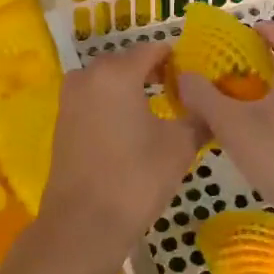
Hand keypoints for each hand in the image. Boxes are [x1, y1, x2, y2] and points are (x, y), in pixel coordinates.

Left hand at [38, 43, 204, 270]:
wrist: (83, 224)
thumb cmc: (136, 179)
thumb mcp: (179, 147)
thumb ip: (198, 116)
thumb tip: (210, 104)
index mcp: (117, 72)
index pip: (153, 49)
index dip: (177, 60)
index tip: (197, 79)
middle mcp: (88, 75)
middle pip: (128, 62)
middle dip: (154, 73)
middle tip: (182, 96)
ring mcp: (70, 97)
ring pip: (109, 81)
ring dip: (132, 89)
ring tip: (160, 112)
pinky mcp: (63, 120)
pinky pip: (94, 99)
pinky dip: (114, 104)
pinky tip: (133, 128)